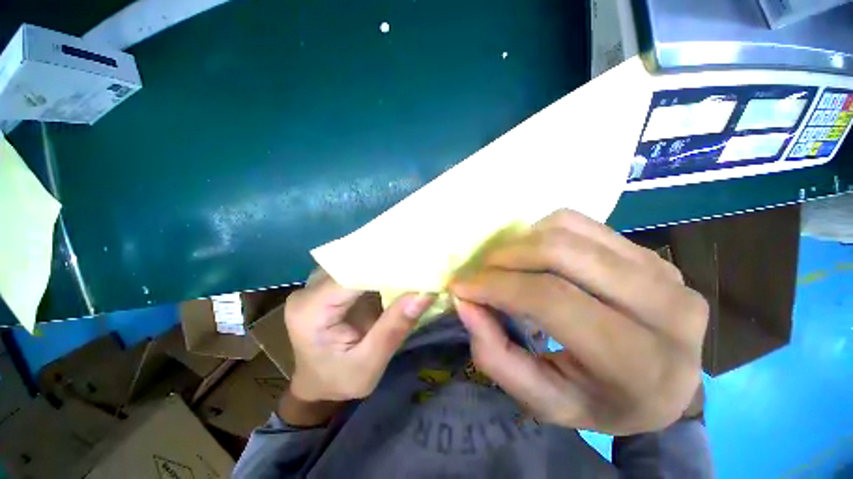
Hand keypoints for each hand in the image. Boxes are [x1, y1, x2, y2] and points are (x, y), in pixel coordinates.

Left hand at [284, 269, 434, 402]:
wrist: (317, 384)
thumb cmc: (339, 381)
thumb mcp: (369, 365)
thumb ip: (394, 328)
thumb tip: (425, 293)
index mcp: (310, 311)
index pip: (352, 274)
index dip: (385, 265)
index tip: (417, 264)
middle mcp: (309, 290)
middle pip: (353, 263)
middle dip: (387, 260)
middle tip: (420, 258)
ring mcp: (317, 283)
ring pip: (355, 261)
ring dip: (384, 261)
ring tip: (412, 260)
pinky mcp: (329, 283)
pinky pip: (356, 267)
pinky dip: (378, 267)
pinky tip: (398, 267)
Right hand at [449, 210, 707, 434]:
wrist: (662, 384)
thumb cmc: (600, 401)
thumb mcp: (543, 400)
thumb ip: (496, 356)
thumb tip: (464, 303)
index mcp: (639, 362)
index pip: (552, 300)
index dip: (498, 286)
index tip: (462, 286)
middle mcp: (663, 308)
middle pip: (561, 254)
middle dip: (505, 257)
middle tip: (480, 271)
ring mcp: (662, 271)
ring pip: (568, 230)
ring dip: (521, 243)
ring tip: (505, 265)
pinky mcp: (650, 252)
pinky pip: (581, 223)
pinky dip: (543, 232)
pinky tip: (535, 256)